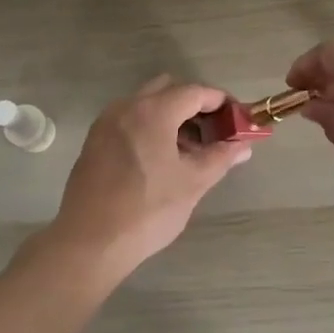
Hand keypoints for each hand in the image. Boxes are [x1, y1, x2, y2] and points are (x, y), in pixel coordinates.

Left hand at [35, 75, 254, 282]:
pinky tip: (162, 159)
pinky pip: (130, 120)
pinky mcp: (95, 141)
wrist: (90, 242)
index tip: (238, 119)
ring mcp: (106, 123)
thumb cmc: (147, 210)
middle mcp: (127, 107)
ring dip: (172, 117)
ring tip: (191, 150)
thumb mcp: (193, 183)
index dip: (221, 102)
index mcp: (153, 111)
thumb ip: (221, 157)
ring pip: (147, 104)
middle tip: (215, 133)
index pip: (195, 92)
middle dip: (195, 106)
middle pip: (169, 90)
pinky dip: (151, 127)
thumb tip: (243, 146)